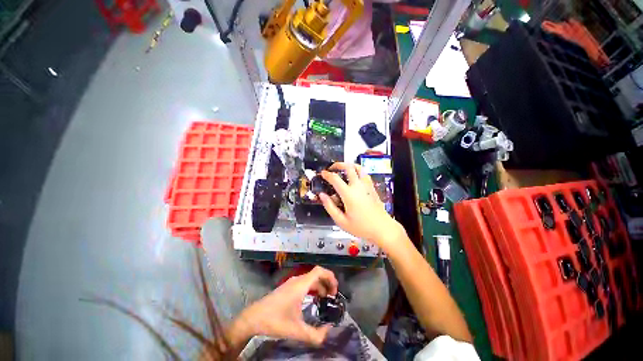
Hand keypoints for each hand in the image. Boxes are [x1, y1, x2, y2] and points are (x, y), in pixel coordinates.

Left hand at [234, 266, 338, 345]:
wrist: (253, 318)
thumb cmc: (275, 320)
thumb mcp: (296, 331)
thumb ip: (315, 335)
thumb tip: (328, 332)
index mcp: (301, 285)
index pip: (319, 271)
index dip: (330, 277)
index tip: (335, 291)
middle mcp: (297, 280)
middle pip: (317, 274)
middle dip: (327, 283)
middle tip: (333, 298)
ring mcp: (292, 283)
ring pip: (310, 279)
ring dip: (320, 286)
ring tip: (325, 300)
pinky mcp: (288, 288)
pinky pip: (305, 284)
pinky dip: (313, 289)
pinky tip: (313, 300)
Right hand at [319, 162, 405, 250]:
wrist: (382, 228)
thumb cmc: (361, 227)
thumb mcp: (341, 221)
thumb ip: (330, 207)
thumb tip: (322, 195)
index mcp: (349, 194)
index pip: (335, 179)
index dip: (327, 174)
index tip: (322, 173)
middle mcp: (358, 186)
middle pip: (348, 167)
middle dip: (338, 164)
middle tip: (332, 168)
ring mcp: (367, 185)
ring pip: (359, 167)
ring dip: (349, 165)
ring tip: (343, 169)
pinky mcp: (372, 187)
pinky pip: (364, 174)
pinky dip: (357, 171)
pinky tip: (354, 177)